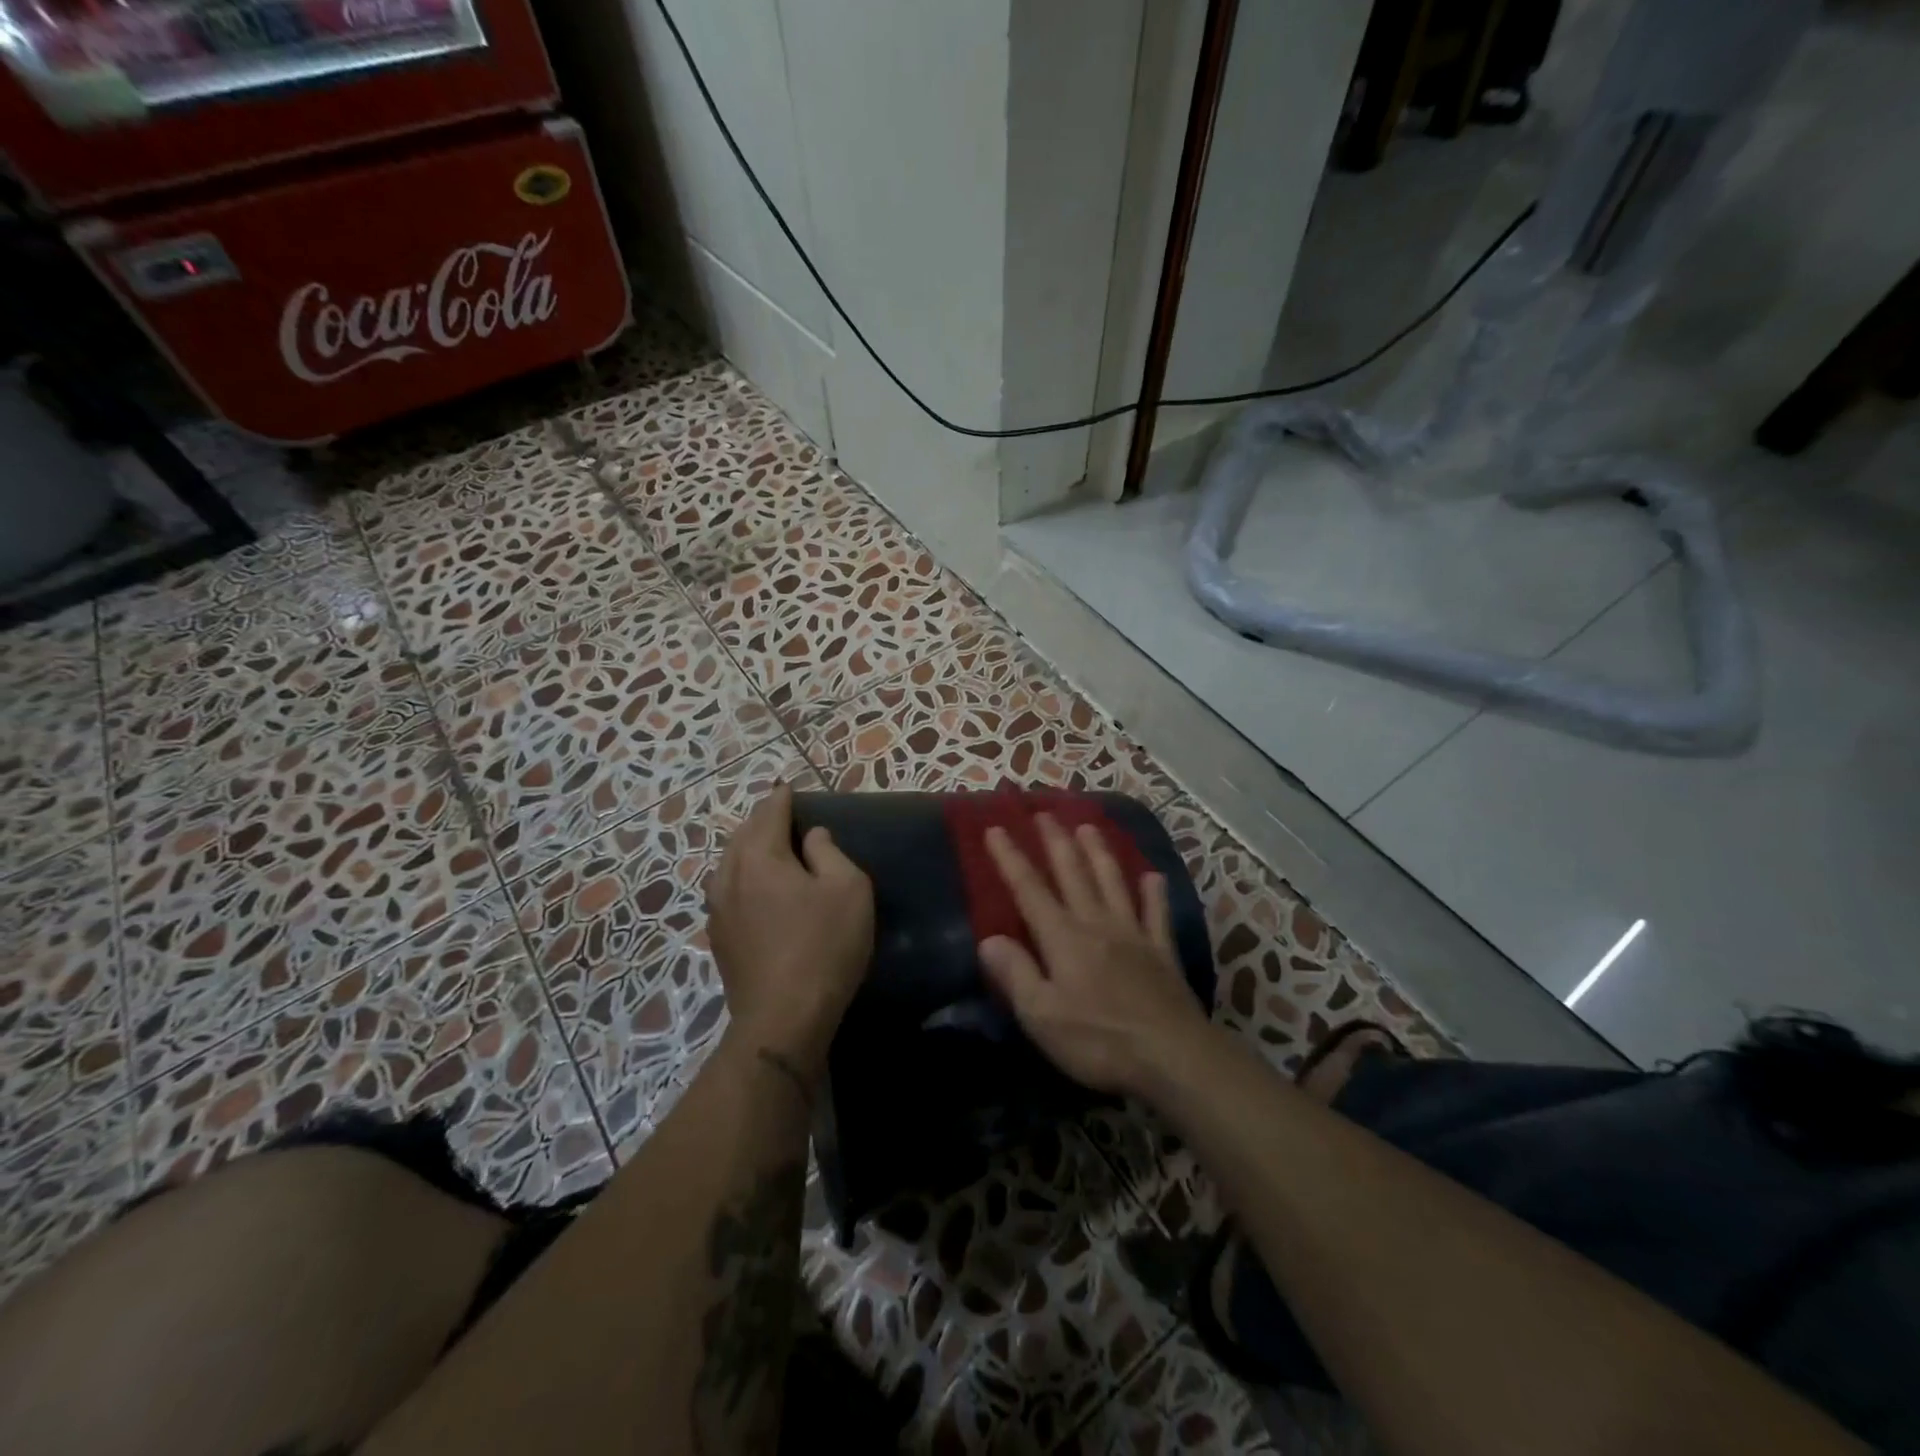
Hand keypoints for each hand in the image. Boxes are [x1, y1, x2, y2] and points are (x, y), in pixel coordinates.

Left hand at [706, 784, 874, 1080]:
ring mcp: (717, 908)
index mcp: (760, 855)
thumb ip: (830, 852)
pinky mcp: (718, 936)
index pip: (770, 812)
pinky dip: (742, 876)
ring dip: (749, 848)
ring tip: (769, 847)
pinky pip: (728, 889)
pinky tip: (756, 889)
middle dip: (763, 819)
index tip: (791, 787)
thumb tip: (813, 836)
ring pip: (730, 862)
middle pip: (744, 833)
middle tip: (783, 814)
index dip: (783, 797)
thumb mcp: (847, 889)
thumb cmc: (824, 945)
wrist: (783, 1018)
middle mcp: (729, 874)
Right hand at [979, 815, 1213, 1097]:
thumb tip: (988, 939)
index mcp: (1063, 937)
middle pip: (1072, 873)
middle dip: (1056, 841)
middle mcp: (1096, 924)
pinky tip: (1153, 876)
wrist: (1172, 1056)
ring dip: (1098, 852)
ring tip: (1088, 826)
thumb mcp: (1041, 1015)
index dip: (1010, 858)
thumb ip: (1015, 974)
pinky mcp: (1162, 952)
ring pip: (1112, 882)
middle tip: (1045, 812)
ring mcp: (1133, 934)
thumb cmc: (1098, 1040)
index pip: (1029, 889)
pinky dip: (1154, 892)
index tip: (996, 828)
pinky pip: (1156, 913)